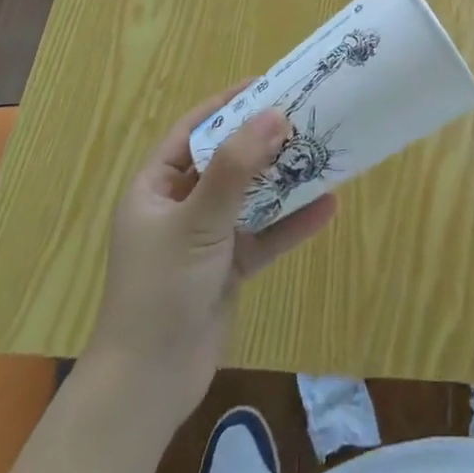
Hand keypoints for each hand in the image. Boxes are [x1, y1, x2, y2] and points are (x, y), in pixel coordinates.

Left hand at [89, 88, 336, 418]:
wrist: (147, 388)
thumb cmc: (161, 290)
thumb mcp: (198, 221)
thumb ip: (236, 168)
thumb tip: (274, 114)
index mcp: (155, 189)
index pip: (192, 131)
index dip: (227, 105)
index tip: (266, 84)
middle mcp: (179, 207)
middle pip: (226, 161)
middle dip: (263, 141)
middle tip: (304, 116)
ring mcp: (204, 239)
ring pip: (249, 198)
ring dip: (283, 181)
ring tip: (322, 155)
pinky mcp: (226, 269)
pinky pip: (262, 235)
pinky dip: (290, 224)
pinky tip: (326, 208)